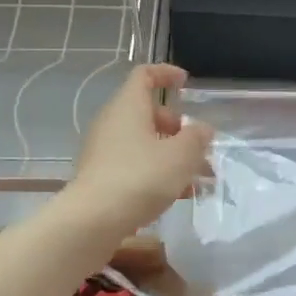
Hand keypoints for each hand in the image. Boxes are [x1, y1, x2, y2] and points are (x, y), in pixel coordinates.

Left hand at [69, 64, 213, 231]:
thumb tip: (202, 128)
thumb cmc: (140, 177)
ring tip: (199, 178)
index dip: (166, 74)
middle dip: (178, 127)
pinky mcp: (101, 177)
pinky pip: (134, 165)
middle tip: (199, 147)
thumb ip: (196, 138)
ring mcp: (104, 150)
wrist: (92, 221)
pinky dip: (157, 173)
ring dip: (172, 155)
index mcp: (128, 106)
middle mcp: (112, 122)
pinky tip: (178, 196)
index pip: (144, 75)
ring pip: (143, 143)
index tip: (186, 83)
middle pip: (147, 113)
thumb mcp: (180, 156)